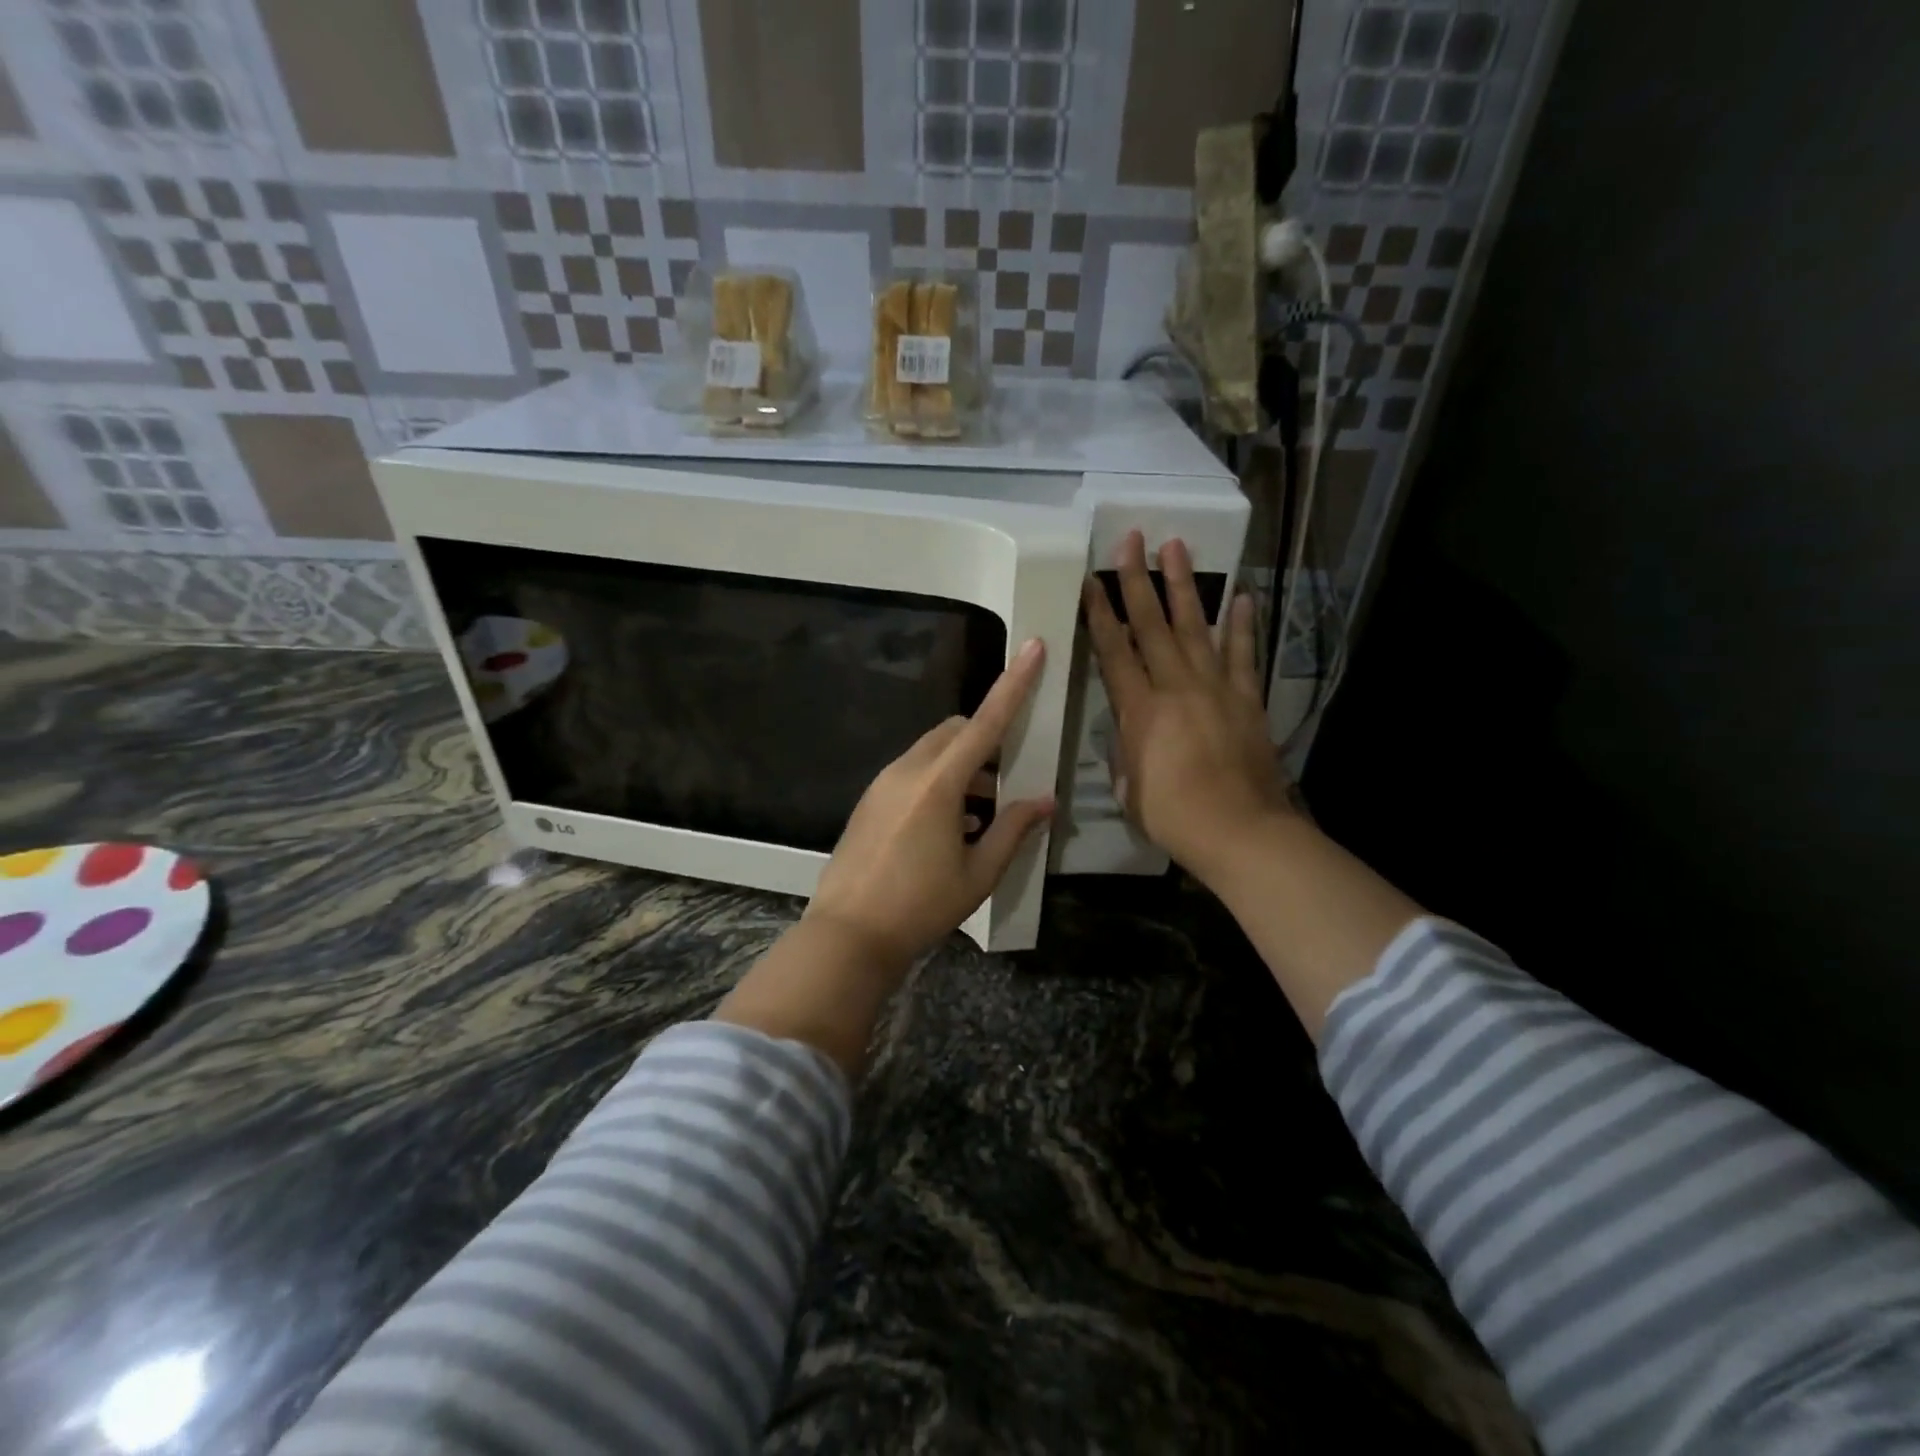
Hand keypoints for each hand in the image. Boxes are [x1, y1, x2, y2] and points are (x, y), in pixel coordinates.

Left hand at [805, 637, 1055, 968]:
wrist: (848, 934)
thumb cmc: (920, 906)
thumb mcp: (978, 873)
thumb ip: (1013, 830)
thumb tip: (1045, 801)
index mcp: (939, 783)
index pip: (986, 722)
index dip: (1014, 684)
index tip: (1033, 646)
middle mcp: (907, 770)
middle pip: (955, 732)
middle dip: (985, 741)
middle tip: (1007, 781)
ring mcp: (882, 783)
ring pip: (932, 752)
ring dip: (963, 768)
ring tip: (981, 815)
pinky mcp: (869, 800)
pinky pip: (912, 773)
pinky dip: (938, 783)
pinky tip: (949, 829)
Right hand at [1083, 532, 1292, 886]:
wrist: (1239, 831)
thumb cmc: (1173, 816)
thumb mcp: (1130, 788)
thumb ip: (1127, 754)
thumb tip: (1131, 738)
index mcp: (1139, 710)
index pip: (1113, 651)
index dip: (1100, 614)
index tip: (1090, 580)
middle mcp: (1175, 687)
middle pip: (1153, 625)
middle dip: (1137, 581)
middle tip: (1131, 540)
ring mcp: (1216, 688)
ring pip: (1196, 628)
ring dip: (1184, 586)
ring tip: (1175, 548)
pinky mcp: (1247, 699)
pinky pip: (1244, 655)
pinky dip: (1243, 625)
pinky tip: (1243, 597)